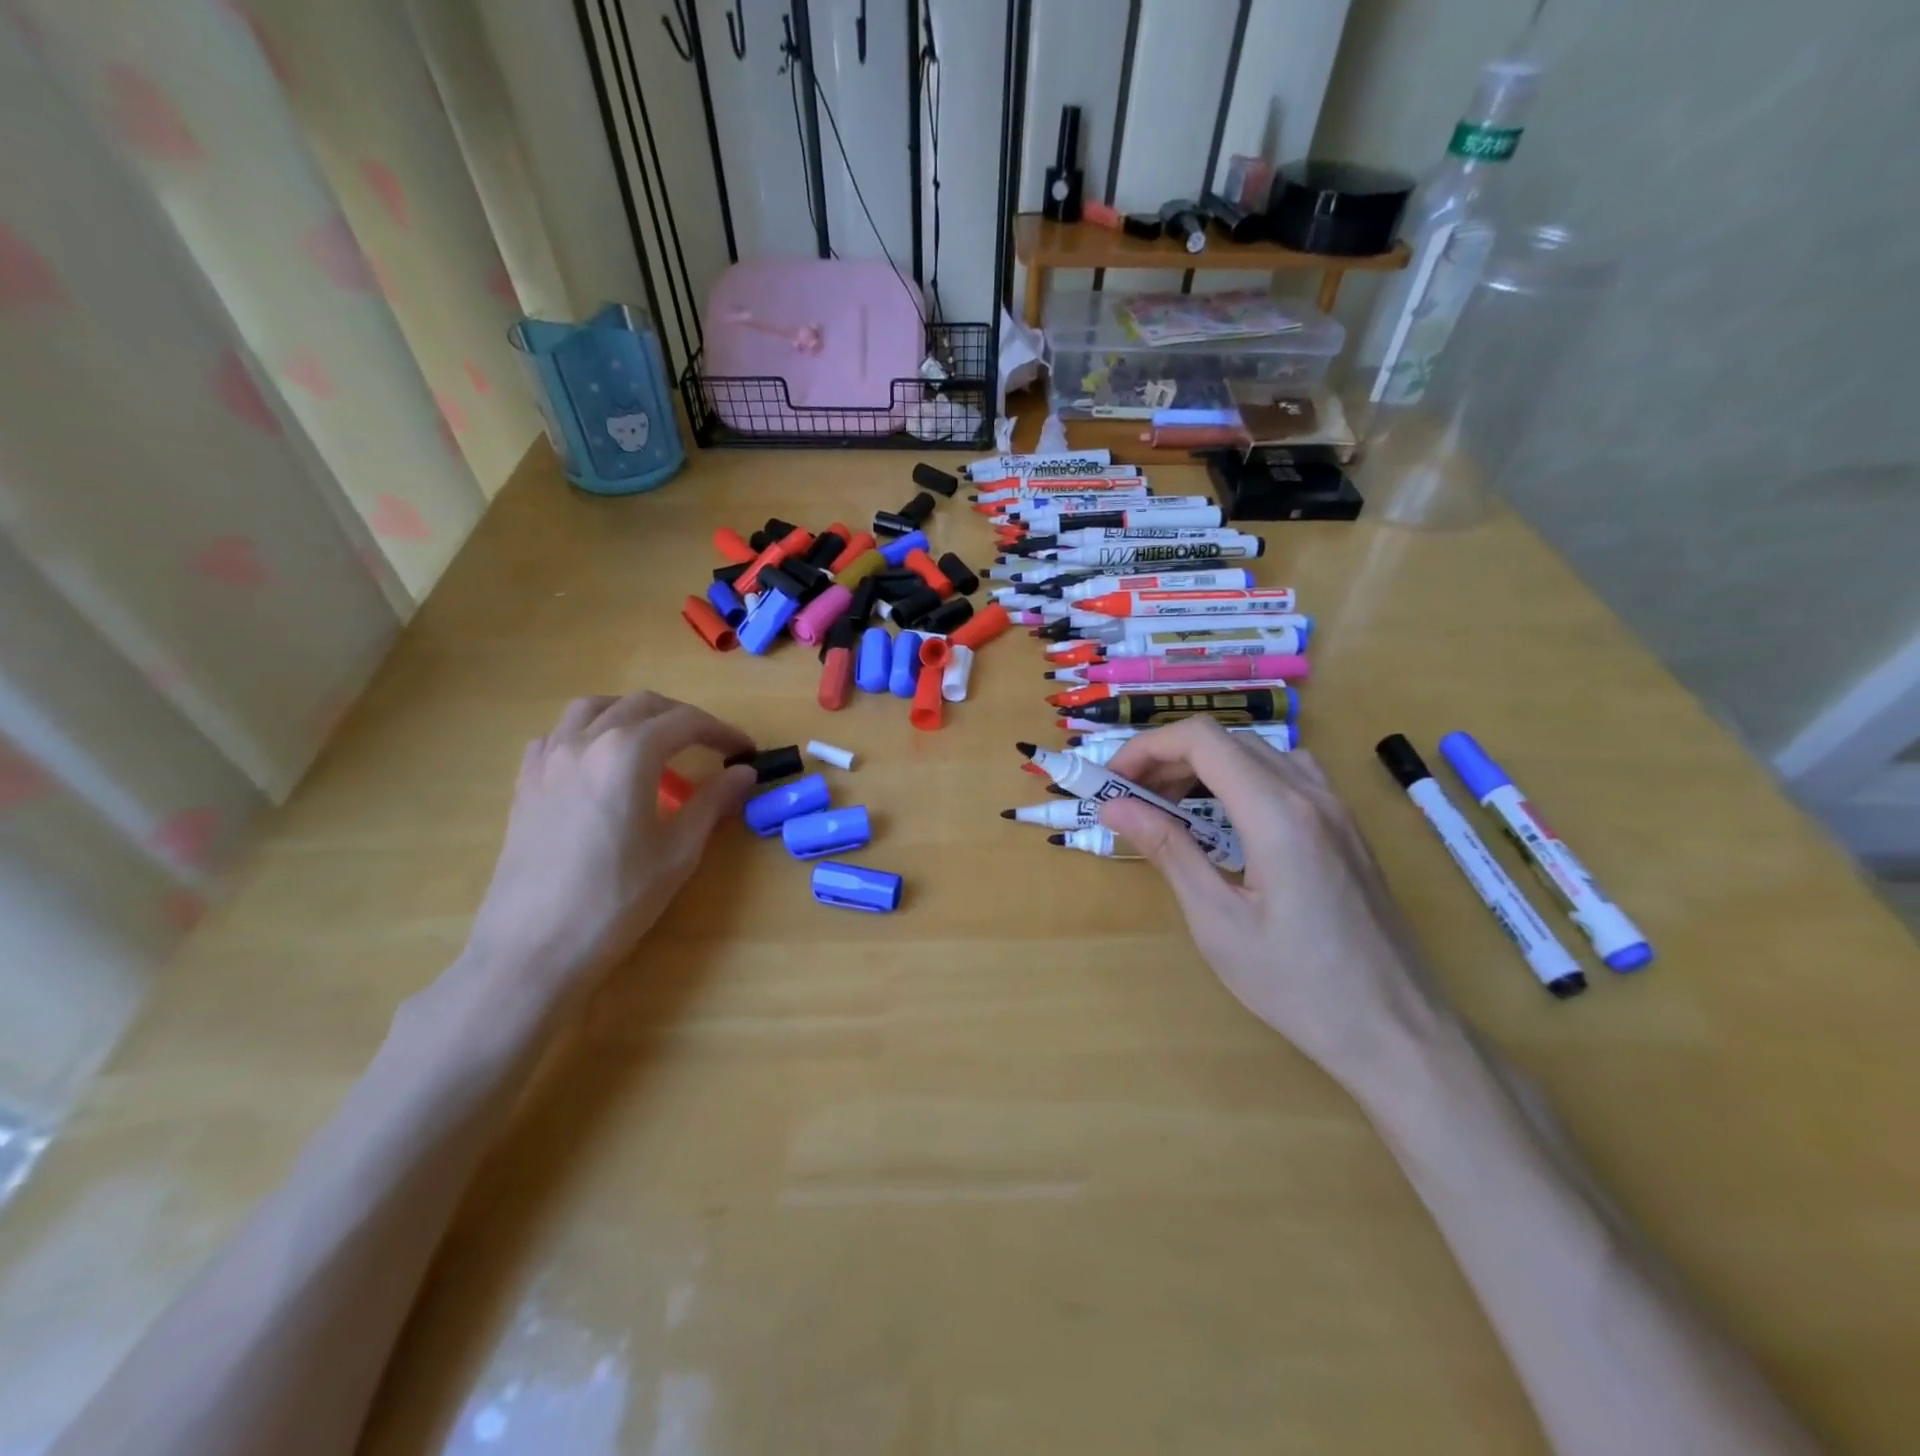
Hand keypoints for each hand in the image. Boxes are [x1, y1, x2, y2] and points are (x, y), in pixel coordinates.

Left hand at [461, 692, 755, 1011]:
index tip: (745, 752)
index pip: (686, 723)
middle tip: (711, 747)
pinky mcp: (525, 783)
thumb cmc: (618, 900)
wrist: (535, 948)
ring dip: (633, 715)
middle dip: (683, 719)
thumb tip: (745, 773)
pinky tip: (599, 763)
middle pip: (642, 705)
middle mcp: (586, 741)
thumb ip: (713, 802)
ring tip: (654, 742)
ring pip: (594, 708)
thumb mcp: (679, 851)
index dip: (722, 732)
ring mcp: (548, 759)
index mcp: (629, 753)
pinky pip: (558, 735)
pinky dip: (588, 734)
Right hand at [1098, 721, 1456, 1093]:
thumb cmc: (1299, 985)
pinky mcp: (1346, 827)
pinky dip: (1242, 777)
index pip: (1202, 740)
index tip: (1113, 781)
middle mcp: (1311, 795)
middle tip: (1131, 799)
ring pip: (1258, 752)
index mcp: (1277, 814)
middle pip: (1227, 740)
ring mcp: (1336, 808)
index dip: (1147, 748)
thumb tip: (1114, 805)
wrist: (1397, 1031)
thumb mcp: (1218, 922)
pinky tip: (1229, 818)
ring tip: (1171, 805)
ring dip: (1206, 765)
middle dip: (1169, 758)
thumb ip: (1168, 851)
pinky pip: (1287, 773)